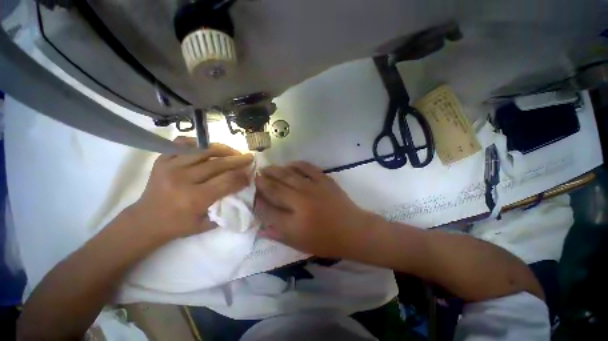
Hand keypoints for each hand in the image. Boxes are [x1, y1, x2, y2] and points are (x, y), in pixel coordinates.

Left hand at [129, 137, 253, 241]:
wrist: (146, 221)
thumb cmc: (178, 225)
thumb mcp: (207, 224)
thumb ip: (226, 207)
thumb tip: (242, 190)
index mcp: (194, 198)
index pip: (227, 181)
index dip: (242, 176)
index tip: (250, 174)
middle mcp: (182, 179)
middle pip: (218, 164)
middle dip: (238, 160)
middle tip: (249, 157)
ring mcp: (170, 166)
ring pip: (204, 150)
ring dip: (223, 149)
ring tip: (234, 152)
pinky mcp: (162, 160)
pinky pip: (183, 144)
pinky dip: (199, 143)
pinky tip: (209, 148)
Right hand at [254, 161, 378, 257]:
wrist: (354, 230)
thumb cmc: (327, 241)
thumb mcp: (300, 245)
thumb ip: (279, 235)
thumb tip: (260, 228)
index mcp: (294, 224)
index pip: (268, 210)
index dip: (257, 202)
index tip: (252, 195)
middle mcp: (301, 203)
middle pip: (275, 189)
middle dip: (262, 182)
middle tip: (255, 176)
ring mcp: (314, 189)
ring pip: (288, 175)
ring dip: (275, 171)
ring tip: (266, 168)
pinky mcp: (325, 180)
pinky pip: (307, 168)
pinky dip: (296, 164)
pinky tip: (289, 164)